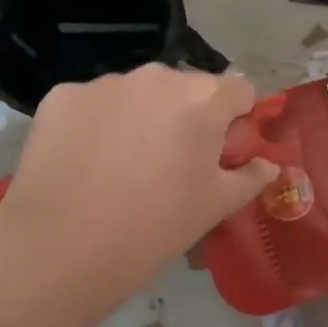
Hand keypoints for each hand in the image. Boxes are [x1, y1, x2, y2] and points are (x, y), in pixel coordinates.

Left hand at [0, 64, 277, 280]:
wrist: (59, 250)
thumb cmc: (154, 227)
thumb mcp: (215, 207)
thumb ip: (250, 177)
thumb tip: (268, 165)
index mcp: (204, 98)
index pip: (240, 89)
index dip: (235, 121)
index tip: (220, 154)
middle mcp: (158, 76)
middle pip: (186, 89)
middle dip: (185, 117)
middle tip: (169, 167)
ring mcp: (106, 82)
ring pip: (138, 94)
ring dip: (139, 118)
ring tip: (121, 168)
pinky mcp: (62, 95)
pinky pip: (93, 103)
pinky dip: (96, 124)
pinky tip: (84, 163)